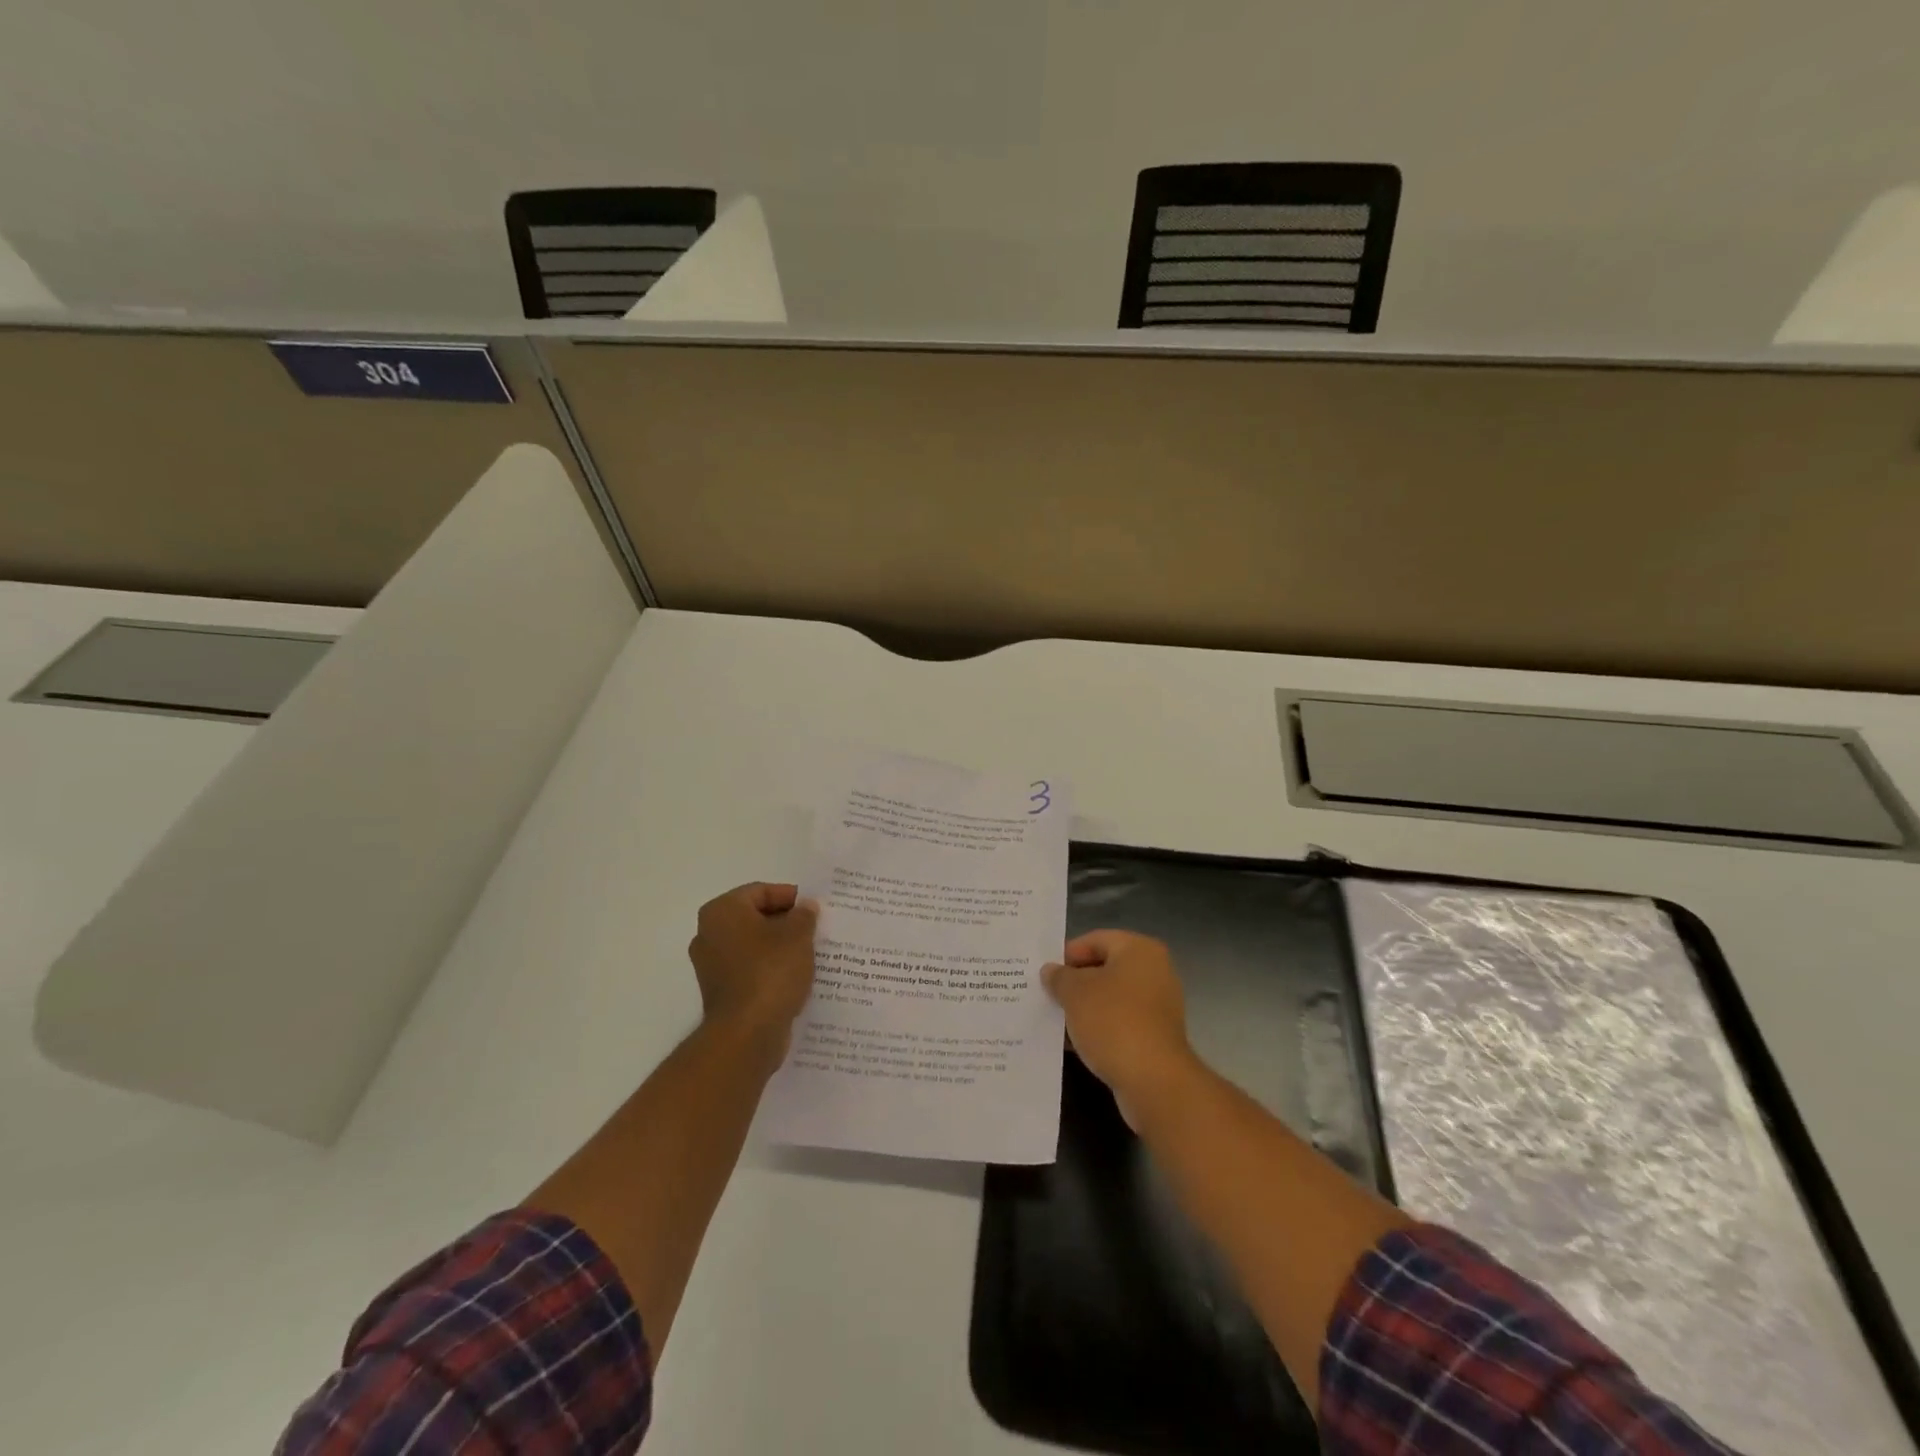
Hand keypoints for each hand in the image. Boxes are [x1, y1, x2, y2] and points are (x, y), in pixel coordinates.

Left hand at [688, 882, 818, 1050]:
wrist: (746, 1034)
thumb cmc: (770, 973)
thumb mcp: (797, 936)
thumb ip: (804, 915)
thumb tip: (806, 907)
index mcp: (722, 912)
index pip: (760, 891)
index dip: (790, 897)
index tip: (815, 909)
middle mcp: (710, 934)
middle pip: (755, 917)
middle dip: (786, 922)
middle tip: (816, 929)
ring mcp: (712, 965)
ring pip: (754, 945)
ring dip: (780, 947)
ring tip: (812, 952)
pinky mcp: (722, 992)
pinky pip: (751, 969)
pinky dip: (771, 969)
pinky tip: (797, 976)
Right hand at [1043, 930, 1200, 1128]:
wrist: (1154, 1081)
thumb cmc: (1113, 1022)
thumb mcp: (1075, 993)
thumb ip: (1059, 977)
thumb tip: (1051, 971)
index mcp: (1139, 950)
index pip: (1095, 940)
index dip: (1067, 954)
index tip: (1044, 974)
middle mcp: (1154, 972)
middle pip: (1104, 969)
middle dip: (1074, 983)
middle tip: (1045, 995)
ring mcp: (1158, 1006)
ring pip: (1110, 999)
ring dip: (1083, 1008)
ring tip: (1054, 1019)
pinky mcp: (1155, 1037)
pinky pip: (1119, 1023)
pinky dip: (1098, 1029)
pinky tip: (1073, 1043)